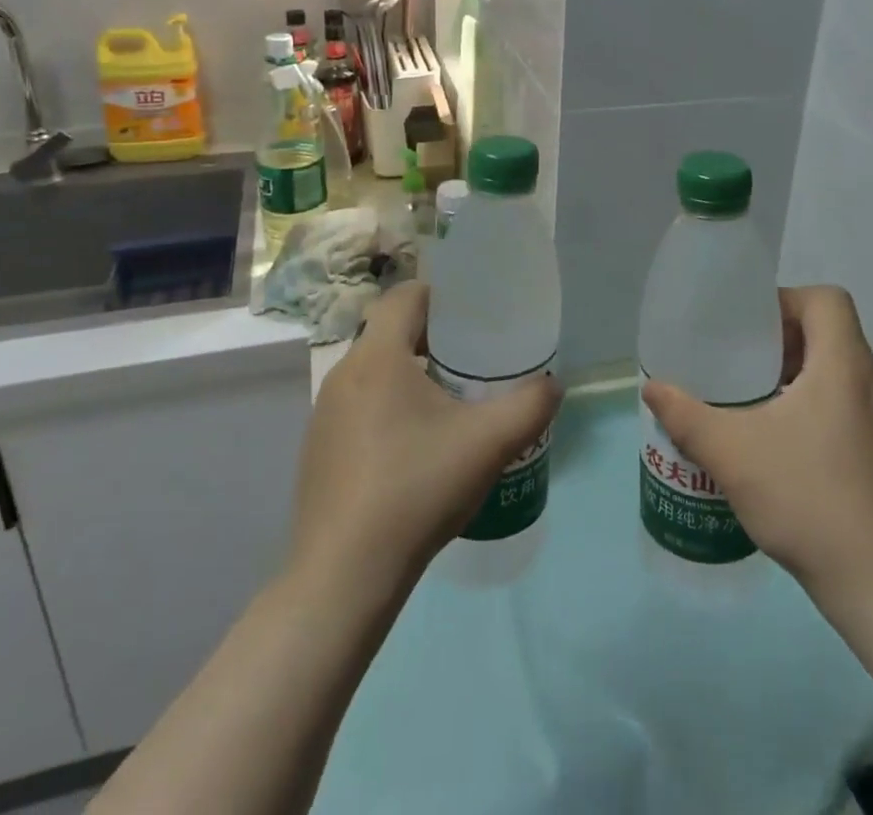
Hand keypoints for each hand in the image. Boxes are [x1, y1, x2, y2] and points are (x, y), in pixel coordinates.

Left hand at [288, 282, 561, 604]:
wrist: (344, 577)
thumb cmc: (416, 489)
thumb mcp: (489, 443)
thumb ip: (530, 405)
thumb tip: (553, 385)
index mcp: (377, 357)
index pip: (405, 295)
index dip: (441, 295)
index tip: (474, 316)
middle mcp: (343, 375)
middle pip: (391, 332)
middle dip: (433, 338)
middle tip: (473, 360)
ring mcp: (324, 415)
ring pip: (375, 372)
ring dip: (410, 375)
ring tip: (450, 404)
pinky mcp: (319, 451)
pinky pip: (359, 407)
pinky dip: (389, 409)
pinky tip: (416, 450)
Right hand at [641, 285, 872, 611]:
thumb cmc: (808, 498)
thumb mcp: (732, 453)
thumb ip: (686, 416)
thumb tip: (652, 387)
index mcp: (843, 364)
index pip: (826, 299)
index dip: (785, 300)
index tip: (748, 329)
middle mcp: (868, 382)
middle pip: (827, 330)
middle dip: (779, 338)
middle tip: (737, 360)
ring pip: (833, 369)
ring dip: (791, 372)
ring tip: (748, 397)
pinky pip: (840, 402)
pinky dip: (806, 403)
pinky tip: (772, 439)